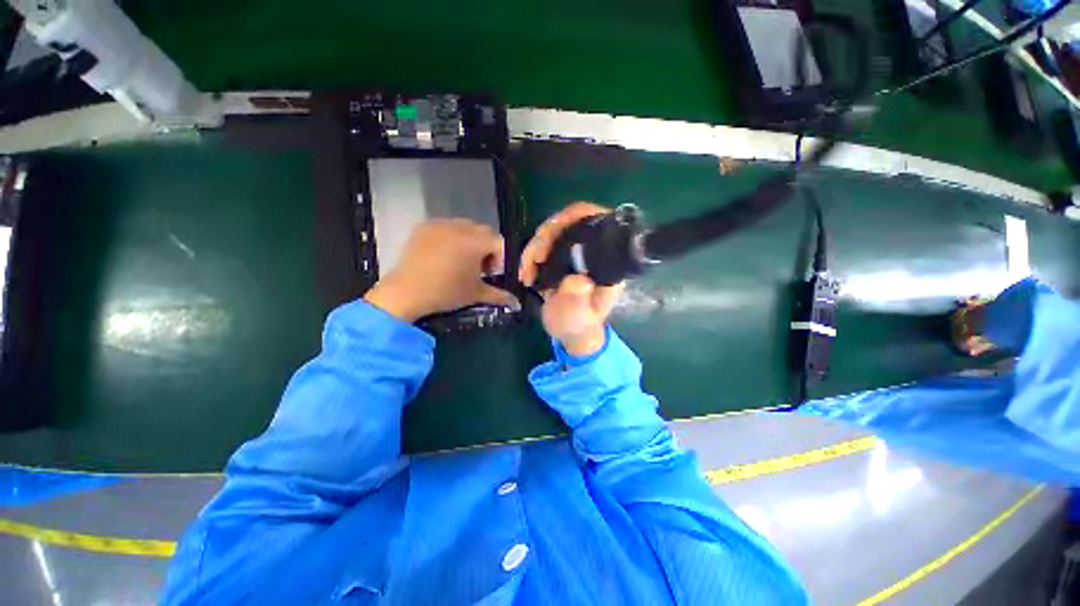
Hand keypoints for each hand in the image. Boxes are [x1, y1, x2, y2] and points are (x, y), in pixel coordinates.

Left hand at [365, 219, 518, 321]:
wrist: (406, 293)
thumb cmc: (446, 293)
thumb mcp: (476, 294)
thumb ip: (500, 296)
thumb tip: (517, 303)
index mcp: (474, 242)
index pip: (498, 242)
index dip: (499, 258)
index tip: (491, 273)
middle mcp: (459, 227)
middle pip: (483, 231)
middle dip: (486, 248)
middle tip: (478, 268)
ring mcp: (439, 225)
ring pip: (465, 226)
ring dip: (470, 240)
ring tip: (461, 260)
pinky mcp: (424, 227)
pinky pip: (446, 226)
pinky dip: (451, 236)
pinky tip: (444, 254)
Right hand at [519, 202, 623, 355]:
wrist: (570, 332)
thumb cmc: (579, 325)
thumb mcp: (579, 317)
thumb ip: (577, 301)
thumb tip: (577, 280)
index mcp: (607, 261)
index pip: (598, 222)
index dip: (576, 216)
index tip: (555, 229)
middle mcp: (593, 251)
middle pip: (570, 222)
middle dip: (547, 236)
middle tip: (534, 259)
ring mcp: (576, 253)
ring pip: (553, 232)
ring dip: (535, 247)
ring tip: (527, 272)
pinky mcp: (561, 258)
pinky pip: (544, 245)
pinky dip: (530, 255)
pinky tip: (526, 272)